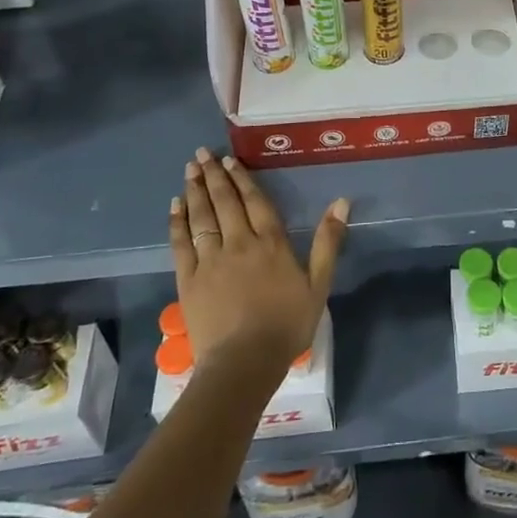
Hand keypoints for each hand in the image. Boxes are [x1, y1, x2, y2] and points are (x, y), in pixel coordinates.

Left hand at [169, 148, 346, 372]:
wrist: (243, 363)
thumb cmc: (287, 326)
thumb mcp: (319, 285)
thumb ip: (328, 242)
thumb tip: (341, 202)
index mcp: (271, 243)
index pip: (255, 201)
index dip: (242, 179)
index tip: (230, 160)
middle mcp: (238, 243)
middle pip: (224, 202)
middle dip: (213, 176)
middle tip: (202, 154)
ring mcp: (209, 260)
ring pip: (201, 217)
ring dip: (194, 191)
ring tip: (189, 169)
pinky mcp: (188, 280)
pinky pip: (180, 243)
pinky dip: (177, 222)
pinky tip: (174, 206)